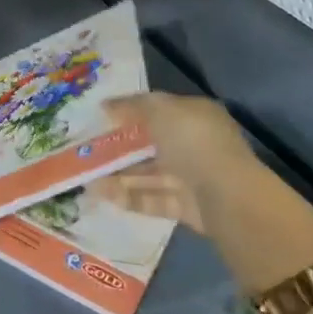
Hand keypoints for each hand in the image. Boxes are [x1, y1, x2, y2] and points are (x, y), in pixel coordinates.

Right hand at [93, 92, 264, 228]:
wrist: (226, 197)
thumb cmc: (193, 142)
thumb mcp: (160, 110)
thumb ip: (132, 106)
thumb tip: (106, 105)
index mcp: (196, 116)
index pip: (159, 109)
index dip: (130, 111)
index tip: (101, 116)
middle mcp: (196, 145)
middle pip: (152, 144)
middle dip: (121, 147)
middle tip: (88, 149)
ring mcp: (193, 178)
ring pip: (150, 174)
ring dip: (119, 175)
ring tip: (86, 177)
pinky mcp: (186, 207)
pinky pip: (153, 199)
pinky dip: (129, 197)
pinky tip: (101, 194)